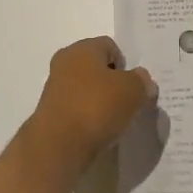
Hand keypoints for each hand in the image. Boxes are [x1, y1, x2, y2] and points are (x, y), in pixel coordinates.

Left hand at [28, 37, 156, 172]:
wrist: (59, 146)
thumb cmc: (97, 107)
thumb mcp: (133, 90)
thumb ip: (142, 81)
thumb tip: (142, 81)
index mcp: (82, 48)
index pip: (110, 46)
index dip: (126, 64)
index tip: (134, 86)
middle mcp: (65, 62)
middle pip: (97, 68)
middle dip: (114, 84)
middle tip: (129, 103)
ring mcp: (55, 89)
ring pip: (87, 90)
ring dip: (101, 102)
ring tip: (115, 122)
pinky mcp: (51, 114)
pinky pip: (77, 110)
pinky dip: (89, 118)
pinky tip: (99, 132)